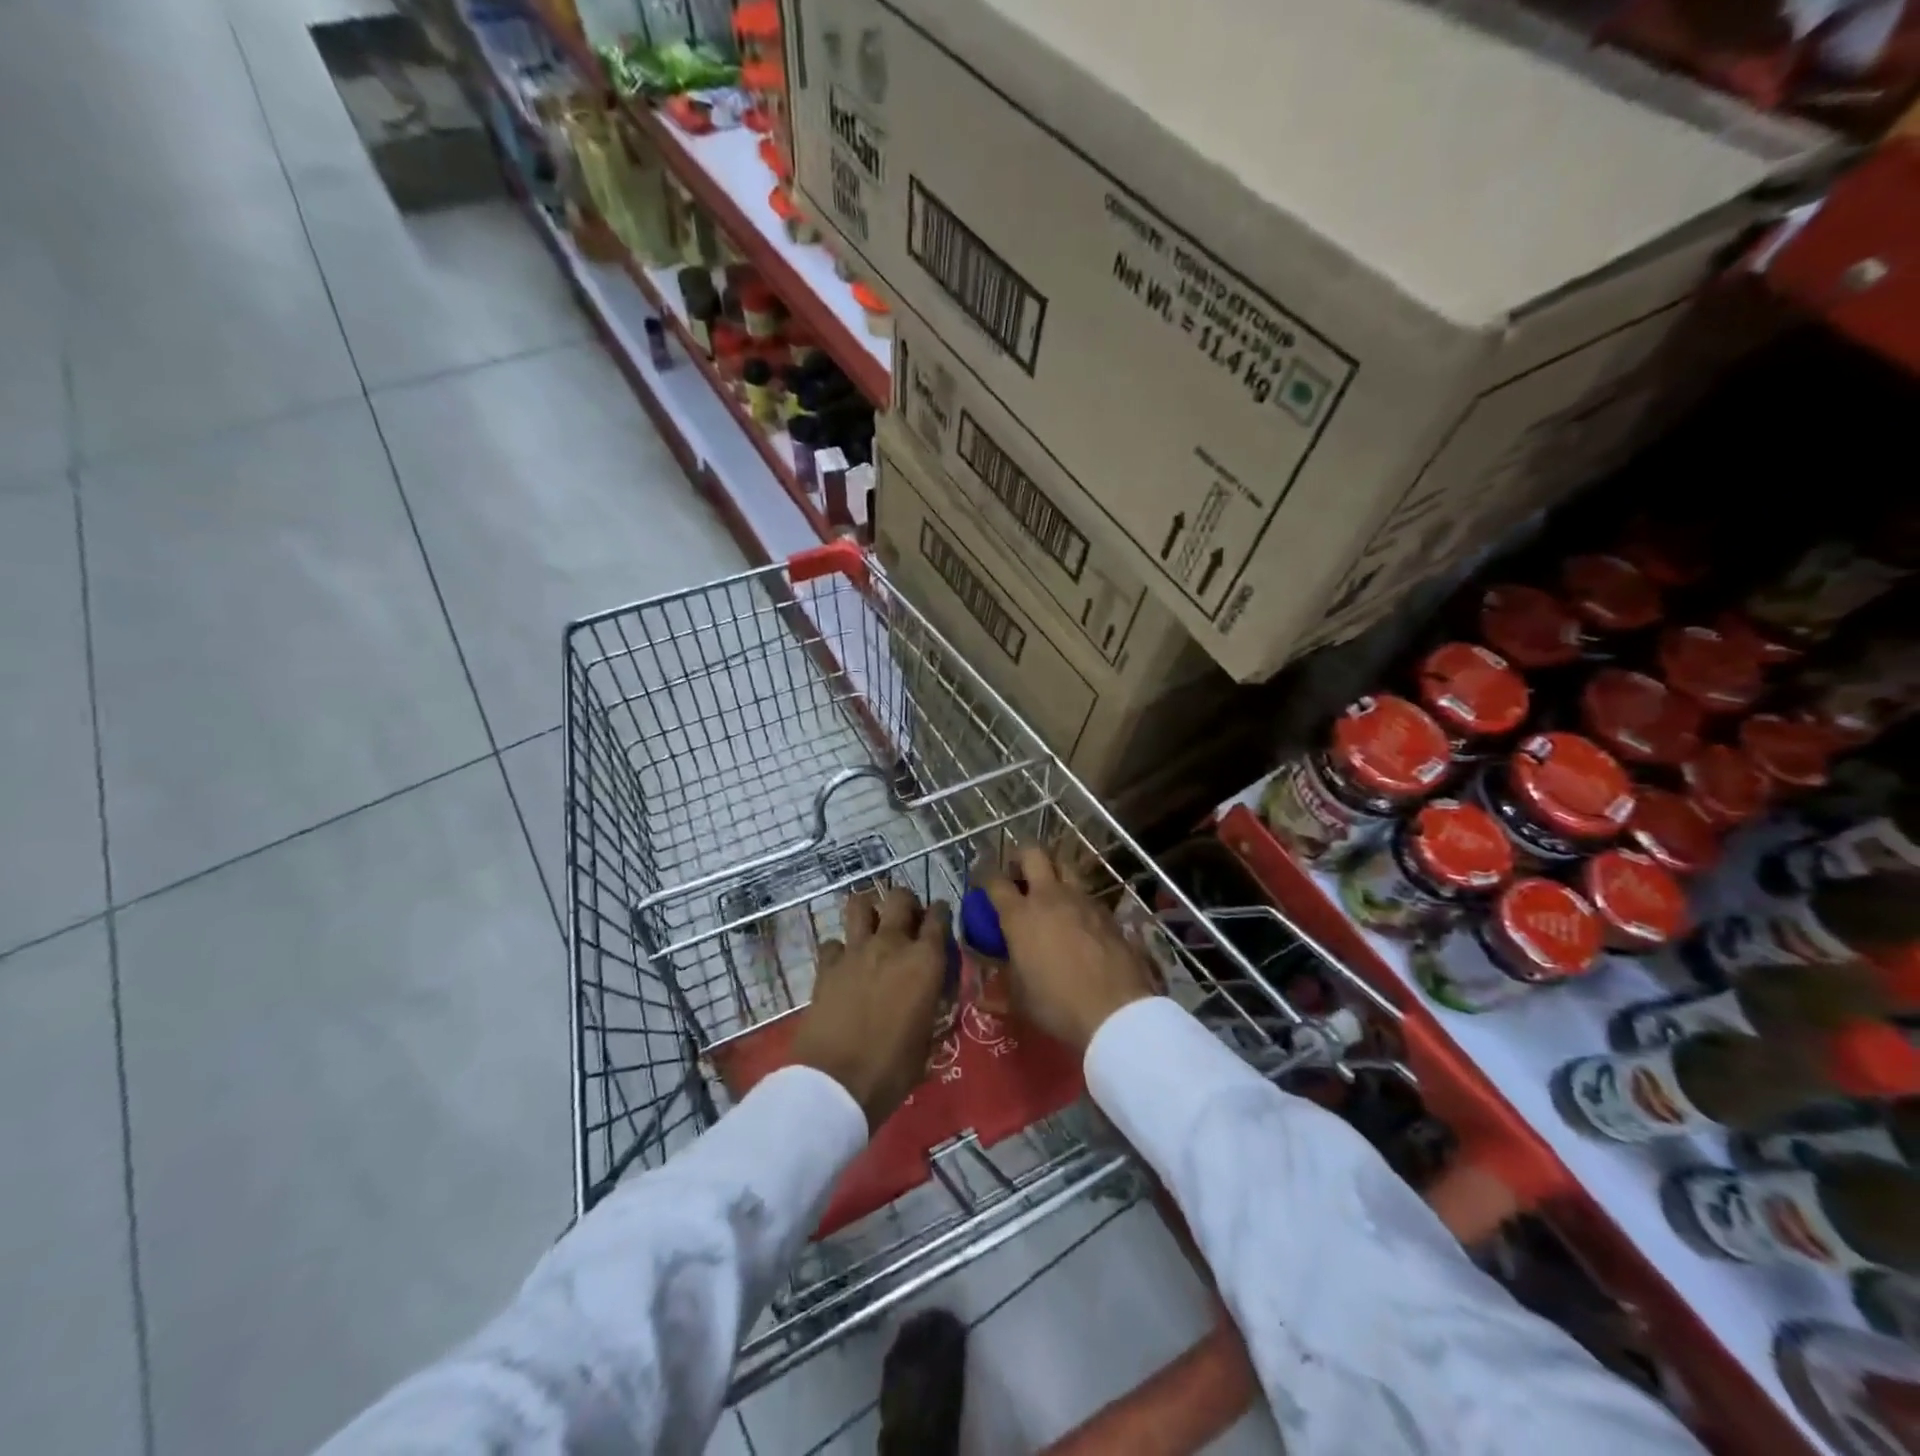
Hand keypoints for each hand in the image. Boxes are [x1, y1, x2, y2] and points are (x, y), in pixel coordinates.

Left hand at [792, 887, 949, 1130]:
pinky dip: (840, 949)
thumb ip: (933, 1009)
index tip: (940, 920)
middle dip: (906, 903)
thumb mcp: (929, 1042)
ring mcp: (855, 951)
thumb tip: (934, 1000)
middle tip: (907, 922)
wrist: (835, 1083)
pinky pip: (833, 942)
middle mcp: (892, 944)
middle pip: (900, 898)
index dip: (942, 913)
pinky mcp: (826, 965)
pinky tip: (844, 965)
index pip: (940, 917)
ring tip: (873, 926)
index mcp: (926, 961)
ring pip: (859, 904)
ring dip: (869, 910)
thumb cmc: (892, 1069)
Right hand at [981, 846, 1154, 1052]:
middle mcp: (1049, 897)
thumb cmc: (1056, 1005)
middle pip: (1032, 853)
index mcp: (1019, 915)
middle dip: (1021, 857)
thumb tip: (986, 989)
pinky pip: (1086, 893)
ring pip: (1064, 865)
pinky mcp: (1106, 911)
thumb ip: (1002, 984)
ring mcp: (1081, 900)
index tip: (981, 881)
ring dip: (1053, 871)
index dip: (984, 876)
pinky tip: (1078, 918)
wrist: (1114, 1011)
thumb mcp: (1019, 1000)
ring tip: (1050, 891)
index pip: (994, 880)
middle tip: (1018, 874)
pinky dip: (1077, 899)